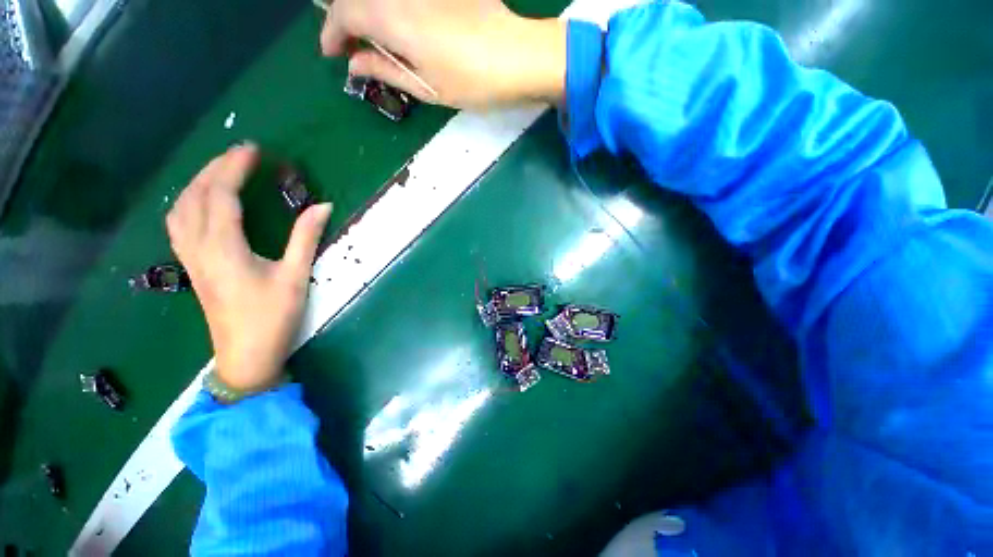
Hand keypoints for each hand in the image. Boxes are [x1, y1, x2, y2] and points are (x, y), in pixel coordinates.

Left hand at [166, 144, 331, 393]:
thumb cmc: (273, 317)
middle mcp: (198, 247)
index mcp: (224, 249)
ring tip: (221, 170)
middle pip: (195, 196)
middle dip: (215, 168)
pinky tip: (201, 202)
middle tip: (241, 154)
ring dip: (198, 182)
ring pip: (181, 208)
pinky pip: (179, 224)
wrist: (245, 356)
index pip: (221, 195)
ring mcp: (189, 258)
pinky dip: (188, 203)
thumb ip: (305, 238)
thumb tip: (322, 206)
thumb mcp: (295, 277)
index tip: (253, 151)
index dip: (234, 168)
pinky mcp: (191, 267)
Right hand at [319, 0, 566, 108]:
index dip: (331, 33)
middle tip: (350, 46)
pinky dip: (389, 8)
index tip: (331, 53)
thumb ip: (386, 71)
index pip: (343, 14)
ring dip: (366, 12)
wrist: (517, 56)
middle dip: (345, 20)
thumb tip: (354, 64)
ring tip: (371, 38)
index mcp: (391, 16)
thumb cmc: (471, 80)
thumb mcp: (426, 86)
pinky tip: (397, 24)